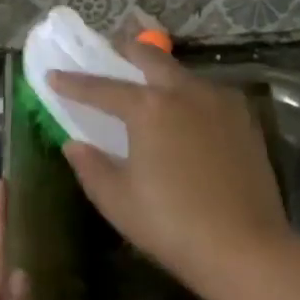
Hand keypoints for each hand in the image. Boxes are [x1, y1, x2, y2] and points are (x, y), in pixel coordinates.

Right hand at [52, 43, 292, 298]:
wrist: (246, 248)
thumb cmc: (171, 224)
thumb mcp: (117, 200)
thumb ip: (91, 166)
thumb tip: (75, 144)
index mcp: (148, 108)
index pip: (101, 88)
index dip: (74, 83)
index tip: (53, 75)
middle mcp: (185, 92)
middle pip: (150, 58)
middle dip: (124, 51)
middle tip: (108, 52)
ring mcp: (221, 103)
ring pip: (183, 73)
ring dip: (159, 71)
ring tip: (145, 82)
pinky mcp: (245, 120)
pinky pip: (208, 93)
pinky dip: (187, 92)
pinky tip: (184, 111)